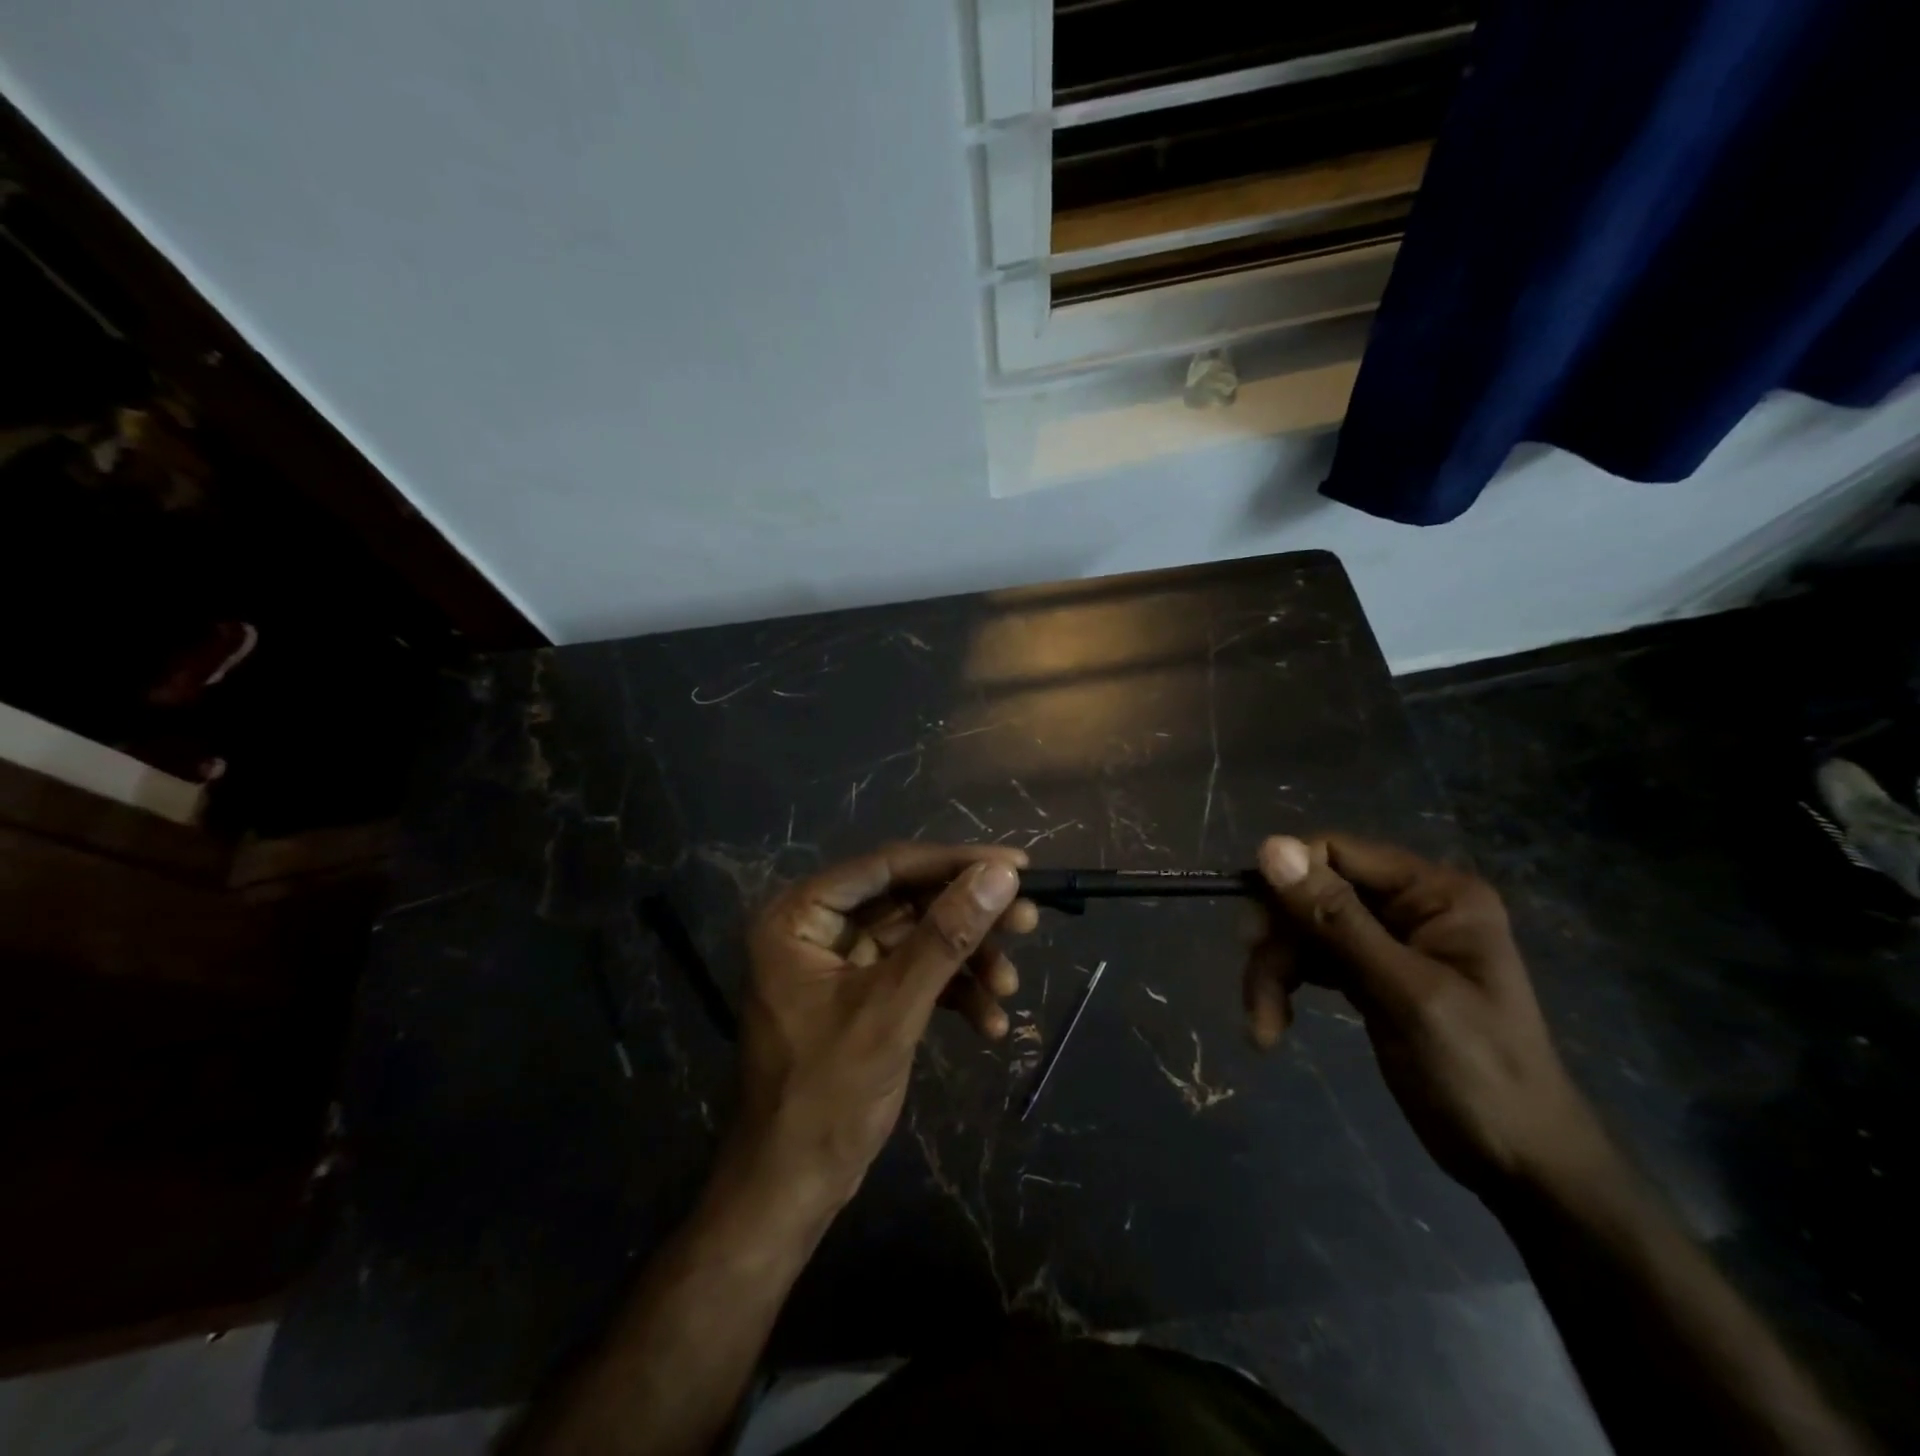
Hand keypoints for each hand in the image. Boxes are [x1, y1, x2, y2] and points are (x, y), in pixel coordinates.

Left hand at [729, 842, 1037, 1211]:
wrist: (792, 1190)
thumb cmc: (827, 1096)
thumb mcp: (893, 1009)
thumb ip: (946, 937)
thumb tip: (1001, 874)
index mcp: (799, 915)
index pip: (887, 866)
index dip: (955, 862)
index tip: (1017, 865)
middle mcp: (816, 927)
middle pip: (907, 900)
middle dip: (967, 917)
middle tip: (1027, 921)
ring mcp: (839, 962)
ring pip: (918, 937)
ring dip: (966, 960)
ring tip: (1009, 987)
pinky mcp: (861, 994)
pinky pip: (914, 973)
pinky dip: (952, 992)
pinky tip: (990, 1024)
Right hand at [1244, 833, 1607, 1197]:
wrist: (1522, 1166)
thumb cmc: (1479, 1074)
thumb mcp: (1405, 993)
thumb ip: (1338, 919)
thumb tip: (1270, 847)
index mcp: (1435, 893)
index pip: (1337, 853)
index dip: (1287, 883)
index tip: (1254, 933)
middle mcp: (1410, 905)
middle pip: (1312, 895)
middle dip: (1278, 943)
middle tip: (1256, 994)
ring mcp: (1389, 940)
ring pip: (1302, 930)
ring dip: (1274, 973)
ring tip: (1263, 1026)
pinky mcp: (1369, 974)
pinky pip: (1311, 960)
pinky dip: (1286, 987)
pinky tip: (1273, 1025)